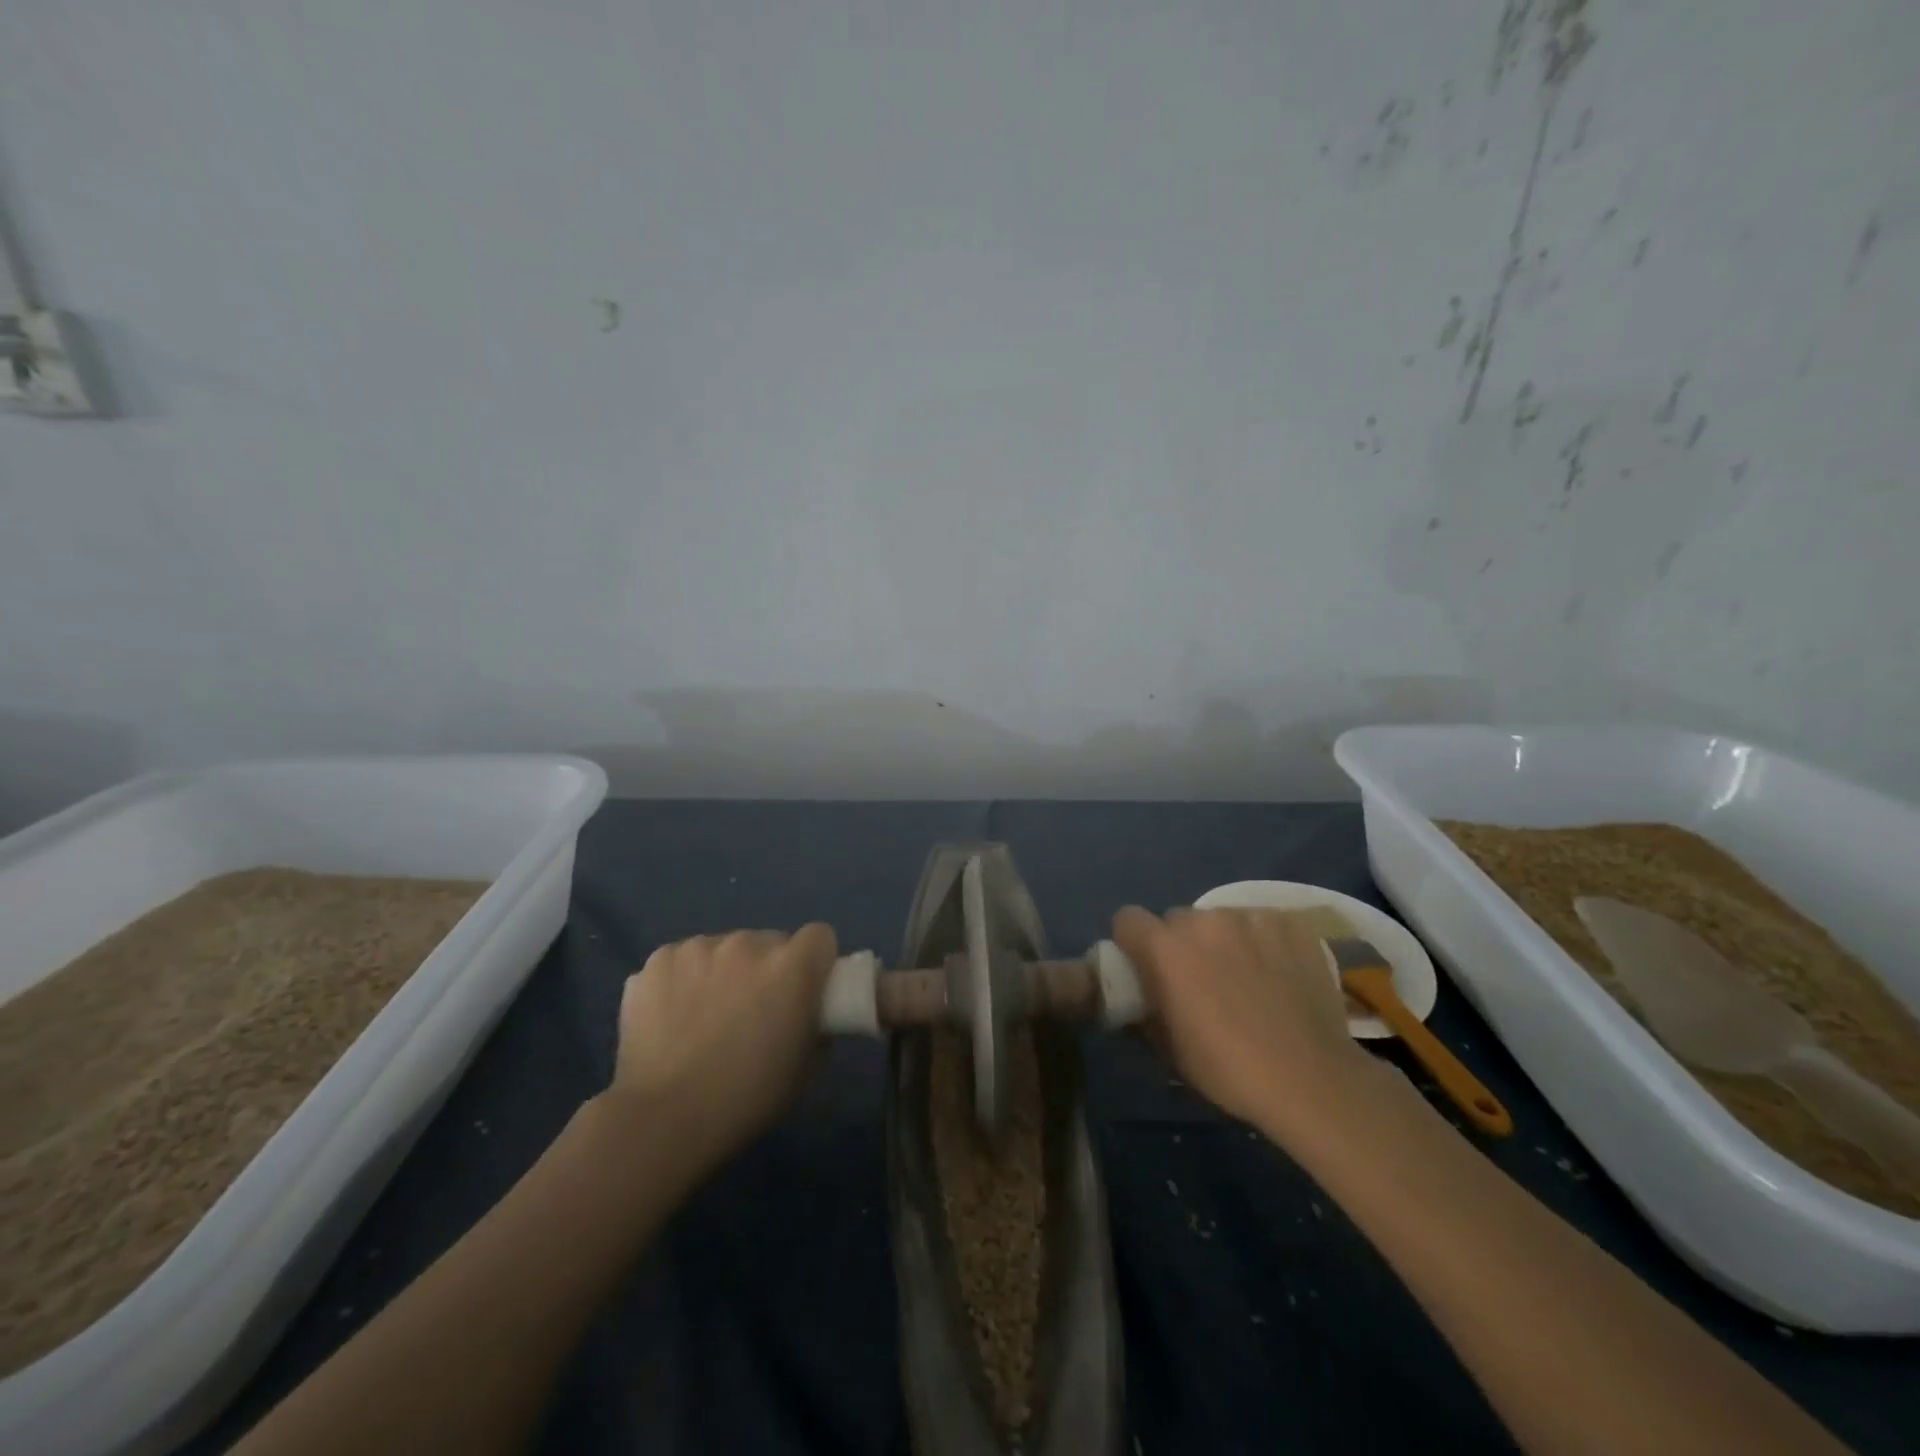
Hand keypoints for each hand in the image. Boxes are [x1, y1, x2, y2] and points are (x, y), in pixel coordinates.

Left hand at [610, 925, 837, 1168]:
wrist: (662, 1119)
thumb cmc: (745, 1098)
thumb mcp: (804, 1069)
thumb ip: (816, 1028)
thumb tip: (809, 1015)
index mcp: (791, 967)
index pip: (819, 936)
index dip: (815, 961)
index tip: (805, 988)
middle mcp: (748, 944)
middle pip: (768, 942)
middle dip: (767, 969)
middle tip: (753, 1010)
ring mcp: (699, 948)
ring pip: (723, 949)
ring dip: (724, 971)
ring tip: (705, 1015)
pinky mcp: (659, 960)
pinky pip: (682, 960)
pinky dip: (683, 979)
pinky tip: (671, 1015)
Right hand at [1112, 907, 1372, 1141]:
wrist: (1311, 1079)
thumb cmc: (1228, 1069)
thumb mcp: (1168, 1050)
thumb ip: (1143, 1013)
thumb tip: (1137, 1002)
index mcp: (1164, 948)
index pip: (1128, 920)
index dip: (1133, 942)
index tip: (1146, 968)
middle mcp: (1202, 920)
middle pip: (1177, 919)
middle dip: (1181, 944)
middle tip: (1200, 981)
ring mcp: (1250, 918)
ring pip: (1221, 920)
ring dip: (1223, 941)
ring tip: (1247, 978)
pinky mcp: (1289, 923)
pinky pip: (1262, 923)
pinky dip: (1263, 942)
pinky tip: (1280, 973)